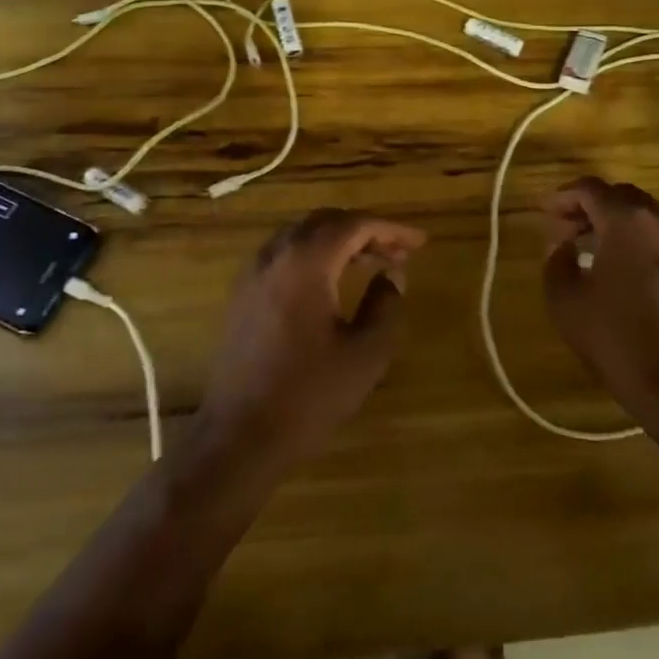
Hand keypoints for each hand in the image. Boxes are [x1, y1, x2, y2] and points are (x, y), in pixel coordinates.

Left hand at [196, 209, 427, 469]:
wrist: (238, 436)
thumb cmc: (308, 395)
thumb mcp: (366, 354)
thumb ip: (386, 306)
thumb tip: (391, 276)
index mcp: (305, 263)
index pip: (354, 225)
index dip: (391, 229)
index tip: (420, 242)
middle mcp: (275, 256)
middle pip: (325, 222)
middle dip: (365, 230)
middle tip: (398, 252)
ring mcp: (253, 273)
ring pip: (302, 236)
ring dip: (339, 240)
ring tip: (371, 262)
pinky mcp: (242, 294)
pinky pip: (284, 255)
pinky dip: (314, 255)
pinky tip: (332, 281)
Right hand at [542, 177, 658, 407]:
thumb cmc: (614, 336)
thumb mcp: (564, 297)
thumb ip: (556, 259)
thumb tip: (563, 246)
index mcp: (627, 220)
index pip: (590, 189)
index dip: (562, 197)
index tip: (543, 212)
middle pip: (619, 196)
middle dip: (588, 206)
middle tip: (563, 229)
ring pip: (643, 214)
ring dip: (614, 221)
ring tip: (589, 246)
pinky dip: (636, 237)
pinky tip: (619, 265)